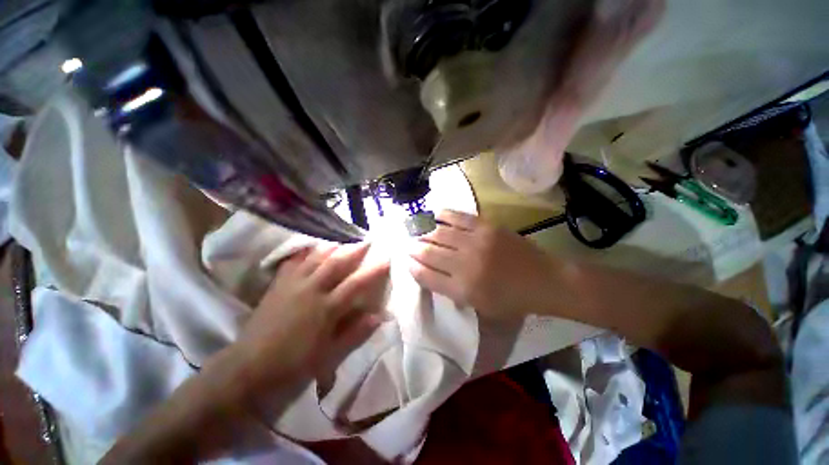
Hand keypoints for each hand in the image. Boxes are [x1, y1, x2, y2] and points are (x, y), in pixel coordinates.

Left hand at [230, 242, 389, 396]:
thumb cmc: (294, 366)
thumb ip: (356, 333)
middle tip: (366, 240)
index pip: (356, 283)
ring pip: (315, 258)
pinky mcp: (277, 286)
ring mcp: (292, 285)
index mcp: (326, 308)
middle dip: (354, 250)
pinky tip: (311, 249)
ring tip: (343, 240)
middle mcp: (310, 290)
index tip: (387, 259)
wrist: (249, 370)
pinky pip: (292, 262)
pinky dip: (304, 253)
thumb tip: (379, 316)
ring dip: (332, 247)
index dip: (374, 270)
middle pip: (336, 263)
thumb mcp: (330, 356)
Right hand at [408, 210, 555, 319]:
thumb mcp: (479, 306)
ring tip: (417, 231)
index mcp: (463, 290)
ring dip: (424, 232)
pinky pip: (457, 217)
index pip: (426, 276)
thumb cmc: (511, 300)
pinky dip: (442, 215)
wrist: (544, 280)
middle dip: (414, 249)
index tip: (406, 261)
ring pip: (439, 234)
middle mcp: (465, 265)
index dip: (412, 267)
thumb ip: (452, 292)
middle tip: (408, 245)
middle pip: (429, 253)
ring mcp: (476, 243)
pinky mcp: (486, 227)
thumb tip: (430, 273)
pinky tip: (434, 215)